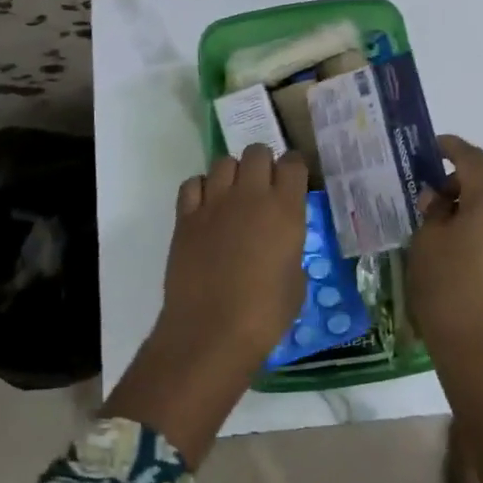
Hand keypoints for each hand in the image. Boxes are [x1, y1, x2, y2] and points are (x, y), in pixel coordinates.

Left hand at [102, 145, 307, 466]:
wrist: (212, 331)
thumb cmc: (265, 314)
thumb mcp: (296, 280)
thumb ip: (290, 248)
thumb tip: (280, 243)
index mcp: (285, 209)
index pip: (293, 163)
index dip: (294, 168)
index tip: (294, 181)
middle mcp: (250, 195)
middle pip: (257, 152)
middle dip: (263, 164)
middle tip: (263, 187)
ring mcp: (214, 202)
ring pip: (223, 162)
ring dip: (232, 174)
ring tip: (233, 196)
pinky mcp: (186, 216)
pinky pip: (193, 183)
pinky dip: (201, 189)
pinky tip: (206, 208)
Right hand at [407, 134, 482, 372]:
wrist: (480, 348)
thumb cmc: (446, 287)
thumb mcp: (427, 242)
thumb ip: (433, 211)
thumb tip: (438, 198)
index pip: (474, 159)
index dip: (452, 147)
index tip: (433, 146)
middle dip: (469, 173)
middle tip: (439, 190)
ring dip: (480, 199)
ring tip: (448, 220)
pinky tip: (465, 244)